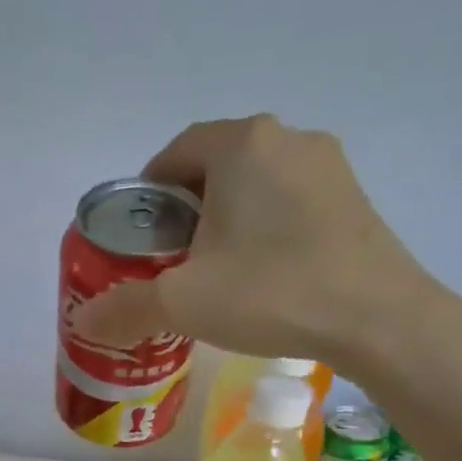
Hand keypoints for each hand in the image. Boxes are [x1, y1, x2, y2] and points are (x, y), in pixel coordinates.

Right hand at [70, 114, 436, 371]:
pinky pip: (291, 202)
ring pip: (256, 185)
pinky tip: (266, 274)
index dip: (149, 194)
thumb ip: (126, 307)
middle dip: (187, 209)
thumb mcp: (183, 303)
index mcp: (241, 144)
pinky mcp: (354, 198)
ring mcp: (329, 166)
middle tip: (173, 261)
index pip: (175, 152)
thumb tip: (82, 322)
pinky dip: (266, 228)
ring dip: (228, 219)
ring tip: (219, 272)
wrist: (378, 319)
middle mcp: (287, 138)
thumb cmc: (271, 292)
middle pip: (216, 167)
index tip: (140, 238)